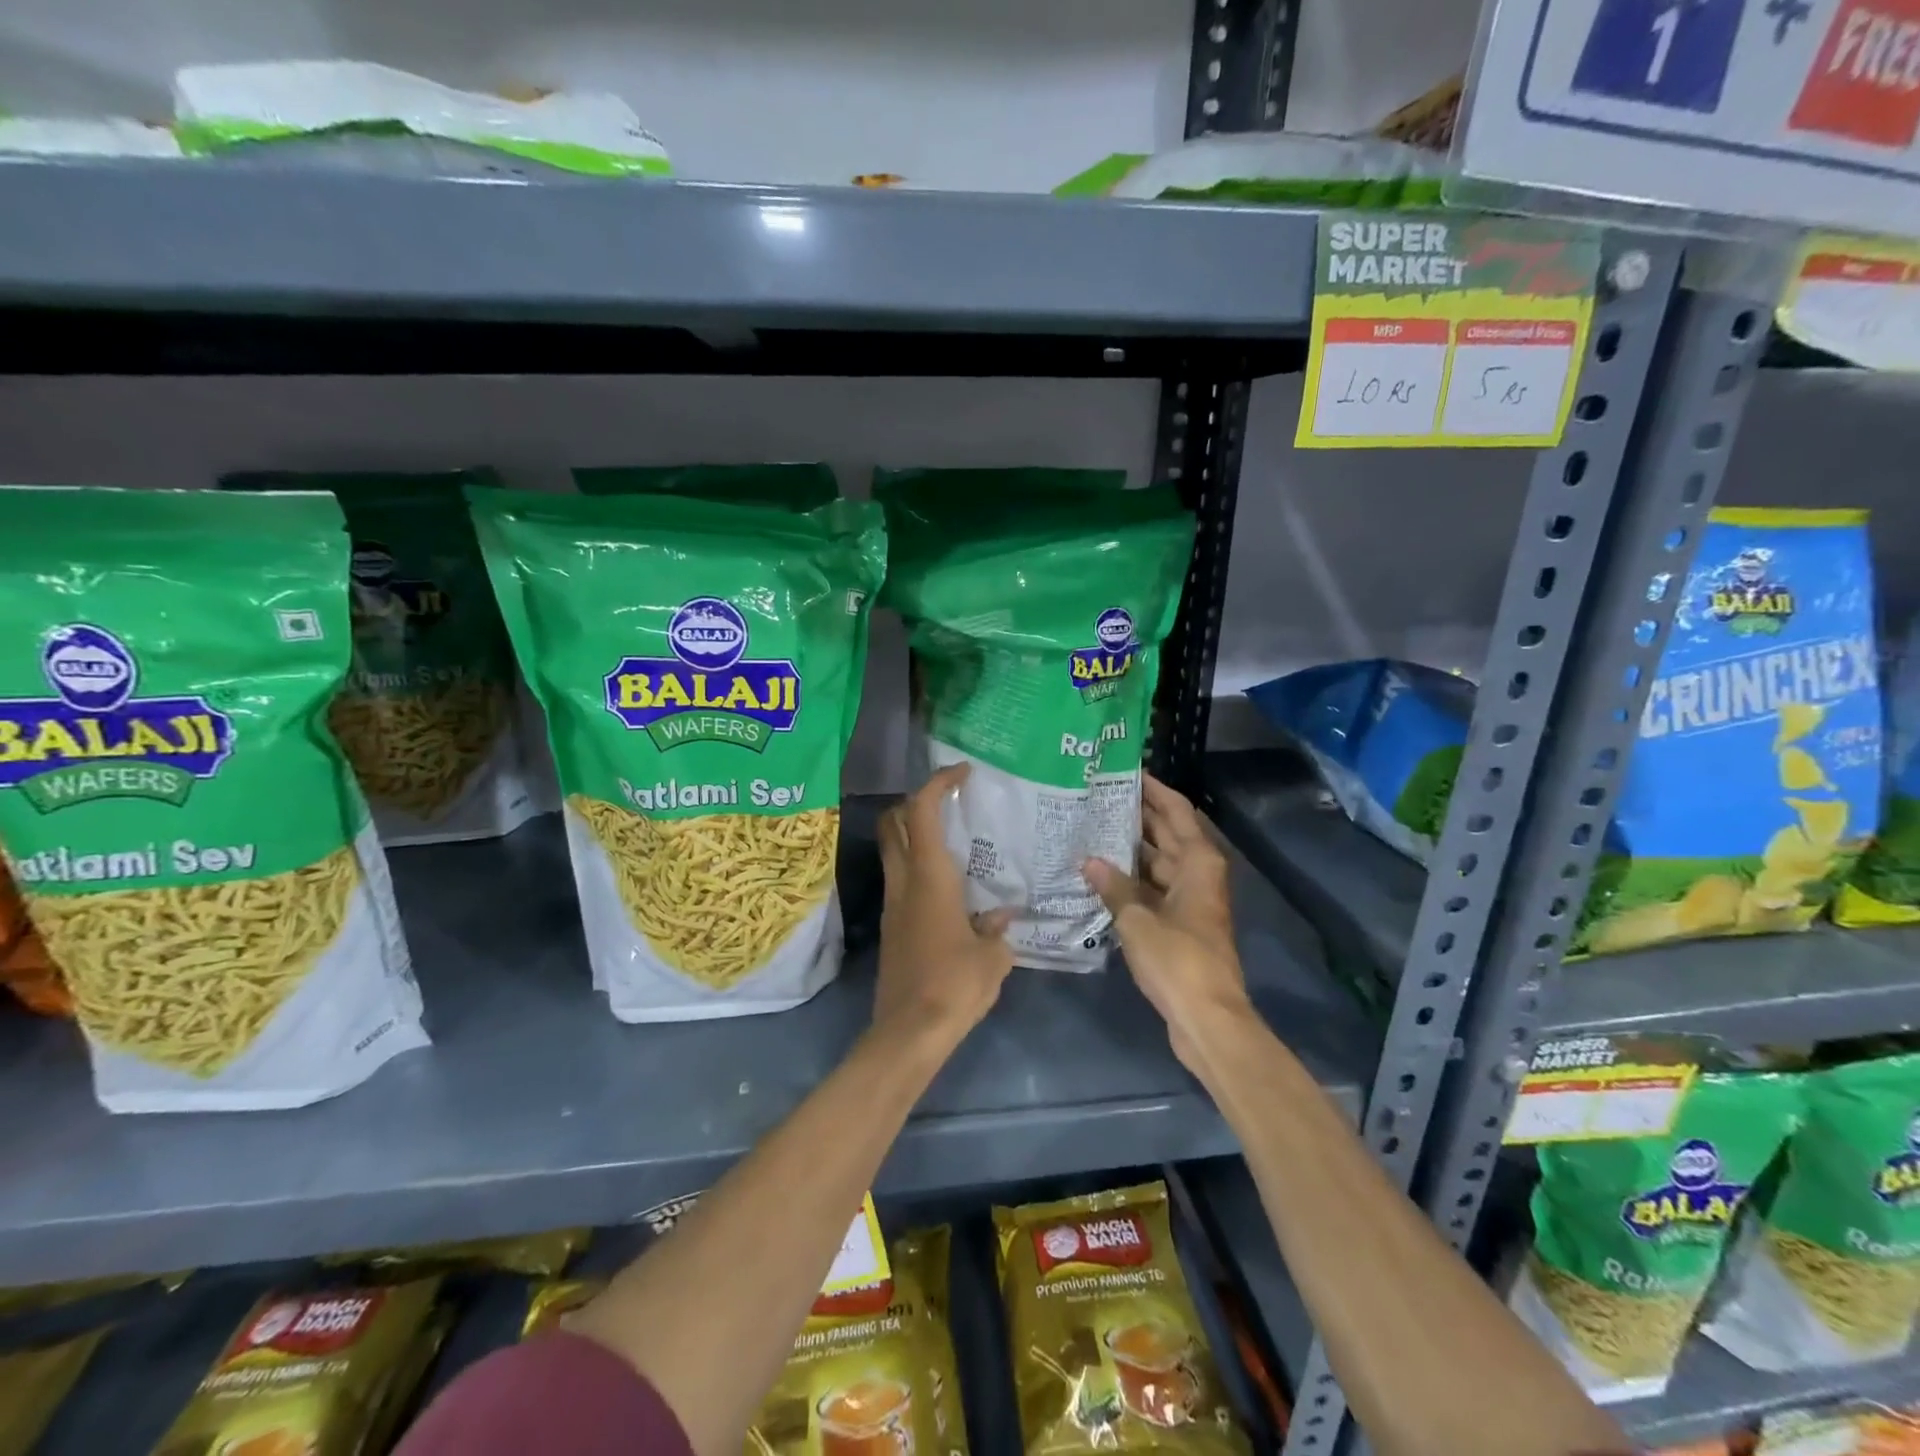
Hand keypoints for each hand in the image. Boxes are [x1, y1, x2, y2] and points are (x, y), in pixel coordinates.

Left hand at [874, 763, 1014, 1046]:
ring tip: (954, 842)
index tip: (961, 773)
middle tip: (948, 803)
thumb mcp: (992, 957)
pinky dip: (918, 868)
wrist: (909, 1032)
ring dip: (914, 835)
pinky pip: (901, 881)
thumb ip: (998, 929)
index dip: (937, 783)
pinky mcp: (891, 927)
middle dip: (914, 802)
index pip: (921, 812)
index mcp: (929, 877)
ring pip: (893, 851)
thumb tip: (1001, 916)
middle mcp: (904, 882)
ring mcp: (893, 905)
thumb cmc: (955, 985)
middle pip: (893, 823)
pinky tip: (949, 889)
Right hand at [1085, 773, 1253, 1074]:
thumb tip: (1088, 860)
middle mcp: (1197, 873)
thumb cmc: (1178, 960)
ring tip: (1090, 828)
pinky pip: (1152, 887)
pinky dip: (1130, 879)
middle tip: (1097, 796)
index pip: (1176, 810)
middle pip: (1167, 833)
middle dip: (1136, 814)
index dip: (1154, 789)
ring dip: (1130, 848)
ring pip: (1157, 861)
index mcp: (1198, 861)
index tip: (1126, 771)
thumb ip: (1113, 887)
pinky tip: (1099, 873)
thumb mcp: (1138, 920)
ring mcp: (1189, 899)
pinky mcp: (1179, 923)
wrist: (1206, 1017)